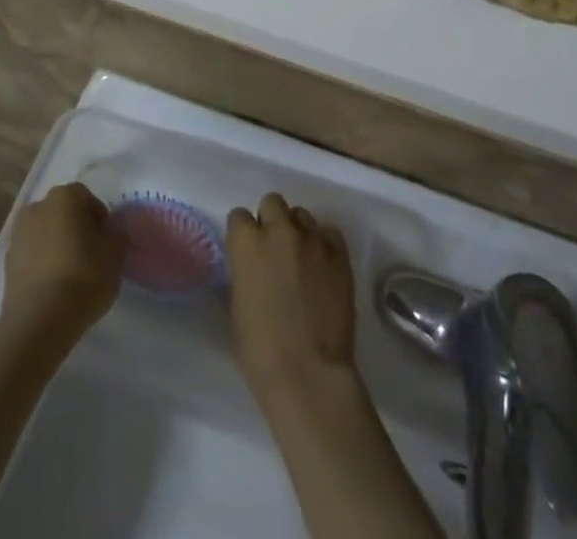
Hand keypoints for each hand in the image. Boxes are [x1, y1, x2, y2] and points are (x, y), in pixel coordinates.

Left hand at [1, 182, 122, 345]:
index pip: (85, 196)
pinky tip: (54, 288)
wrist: (39, 321)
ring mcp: (17, 236)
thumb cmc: (83, 277)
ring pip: (44, 234)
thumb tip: (111, 233)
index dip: (99, 216)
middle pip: (61, 212)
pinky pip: (31, 257)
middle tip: (91, 253)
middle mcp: (37, 207)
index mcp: (63, 197)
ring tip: (71, 274)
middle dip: (75, 228)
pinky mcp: (6, 264)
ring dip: (56, 246)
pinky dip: (42, 265)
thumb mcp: (115, 255)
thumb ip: (116, 236)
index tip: (107, 239)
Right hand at [226, 193, 356, 407]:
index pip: (238, 216)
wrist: (308, 374)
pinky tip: (323, 267)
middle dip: (270, 220)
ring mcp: (312, 238)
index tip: (247, 252)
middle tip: (274, 250)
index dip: (243, 234)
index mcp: (247, 243)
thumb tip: (251, 265)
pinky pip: (329, 233)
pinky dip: (323, 244)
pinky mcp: (339, 252)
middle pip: (272, 202)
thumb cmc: (260, 351)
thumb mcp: (237, 305)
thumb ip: (244, 272)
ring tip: (302, 259)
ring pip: (301, 215)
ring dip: (297, 231)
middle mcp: (279, 230)